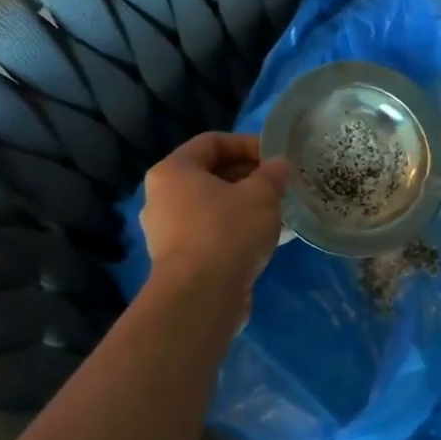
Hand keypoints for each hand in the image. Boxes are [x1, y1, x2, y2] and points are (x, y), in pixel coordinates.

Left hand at [139, 132, 289, 299]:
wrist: (201, 297)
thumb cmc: (227, 232)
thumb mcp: (261, 195)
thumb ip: (272, 175)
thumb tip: (278, 165)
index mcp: (173, 171)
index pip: (212, 142)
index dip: (248, 144)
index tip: (276, 158)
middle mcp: (161, 197)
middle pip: (209, 174)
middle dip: (247, 176)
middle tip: (279, 185)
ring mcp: (166, 231)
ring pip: (211, 206)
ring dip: (243, 205)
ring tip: (275, 212)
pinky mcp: (178, 260)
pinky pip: (210, 233)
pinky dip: (234, 231)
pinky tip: (260, 239)